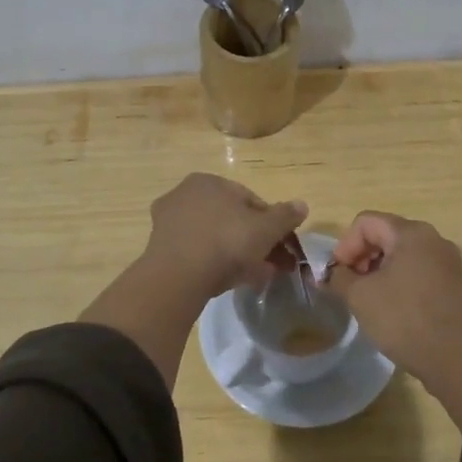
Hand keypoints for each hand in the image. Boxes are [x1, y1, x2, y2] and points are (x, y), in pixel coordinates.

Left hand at [142, 173, 307, 300]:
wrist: (178, 276)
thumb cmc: (226, 242)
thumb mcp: (265, 229)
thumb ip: (285, 215)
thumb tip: (302, 205)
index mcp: (209, 181)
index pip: (249, 200)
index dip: (271, 223)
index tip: (283, 245)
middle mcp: (185, 194)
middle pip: (231, 219)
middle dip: (255, 241)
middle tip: (272, 264)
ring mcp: (169, 221)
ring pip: (214, 236)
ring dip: (237, 254)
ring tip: (256, 277)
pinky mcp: (159, 248)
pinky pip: (197, 251)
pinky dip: (214, 262)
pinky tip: (230, 281)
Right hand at [326, 212, 461, 380]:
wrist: (455, 358)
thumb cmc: (404, 318)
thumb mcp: (360, 296)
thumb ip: (338, 278)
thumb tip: (329, 273)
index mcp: (410, 232)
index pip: (365, 223)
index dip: (344, 245)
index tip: (337, 275)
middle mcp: (432, 238)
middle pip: (384, 234)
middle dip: (360, 257)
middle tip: (349, 285)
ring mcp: (445, 261)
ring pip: (400, 253)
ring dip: (377, 270)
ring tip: (366, 298)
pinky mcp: (451, 283)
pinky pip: (416, 269)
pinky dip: (397, 280)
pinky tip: (389, 306)